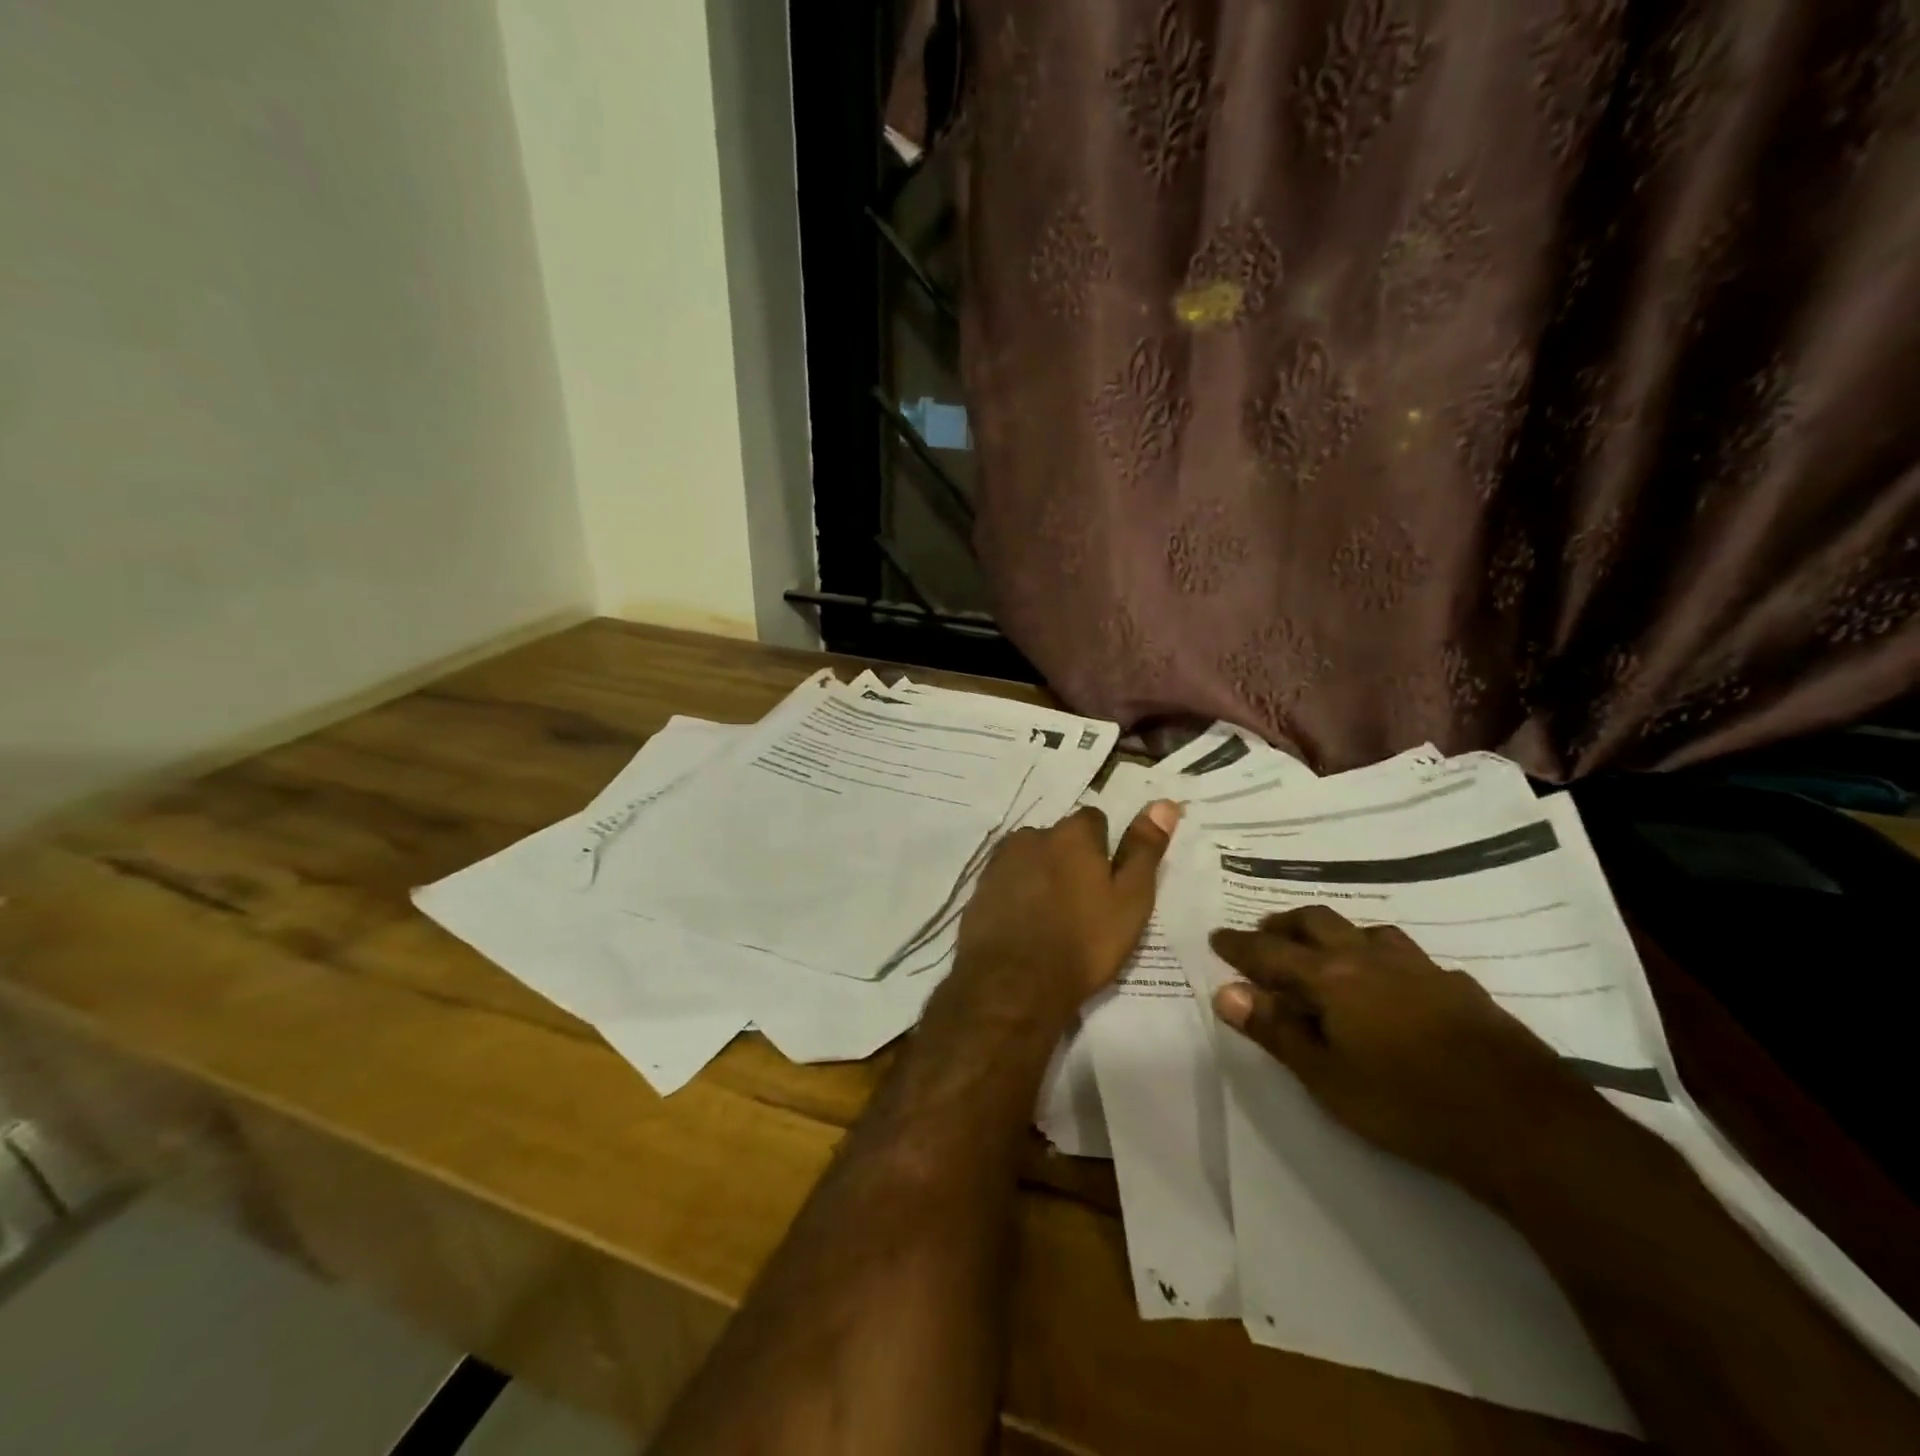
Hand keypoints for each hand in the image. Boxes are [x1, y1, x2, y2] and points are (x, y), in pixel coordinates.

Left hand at [948, 801, 1180, 1028]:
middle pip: (1058, 839)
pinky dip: (1016, 896)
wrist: (1013, 984)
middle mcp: (1032, 837)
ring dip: (1040, 876)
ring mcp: (999, 863)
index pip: (1093, 821)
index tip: (1107, 882)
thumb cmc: (1083, 943)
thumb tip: (1164, 803)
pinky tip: (1024, 926)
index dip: (1103, 849)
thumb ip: (1144, 850)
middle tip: (1082, 904)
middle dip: (1069, 861)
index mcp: (1071, 834)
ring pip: (1030, 859)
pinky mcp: (978, 890)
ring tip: (1052, 919)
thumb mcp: (1130, 900)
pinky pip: (1006, 883)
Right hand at [1209, 905, 1601, 1198]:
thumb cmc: (1407, 1104)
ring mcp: (1422, 969)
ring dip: (1337, 934)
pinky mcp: (1461, 988)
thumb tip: (1226, 992)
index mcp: (1333, 977)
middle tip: (1265, 934)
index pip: (1271, 952)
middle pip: (1317, 922)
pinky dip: (1385, 960)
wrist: (1525, 1125)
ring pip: (1367, 931)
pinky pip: (1410, 959)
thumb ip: (1275, 1030)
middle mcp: (1372, 958)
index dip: (1240, 945)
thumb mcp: (1326, 1076)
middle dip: (1285, 925)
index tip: (1217, 938)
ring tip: (1326, 952)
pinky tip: (1396, 986)